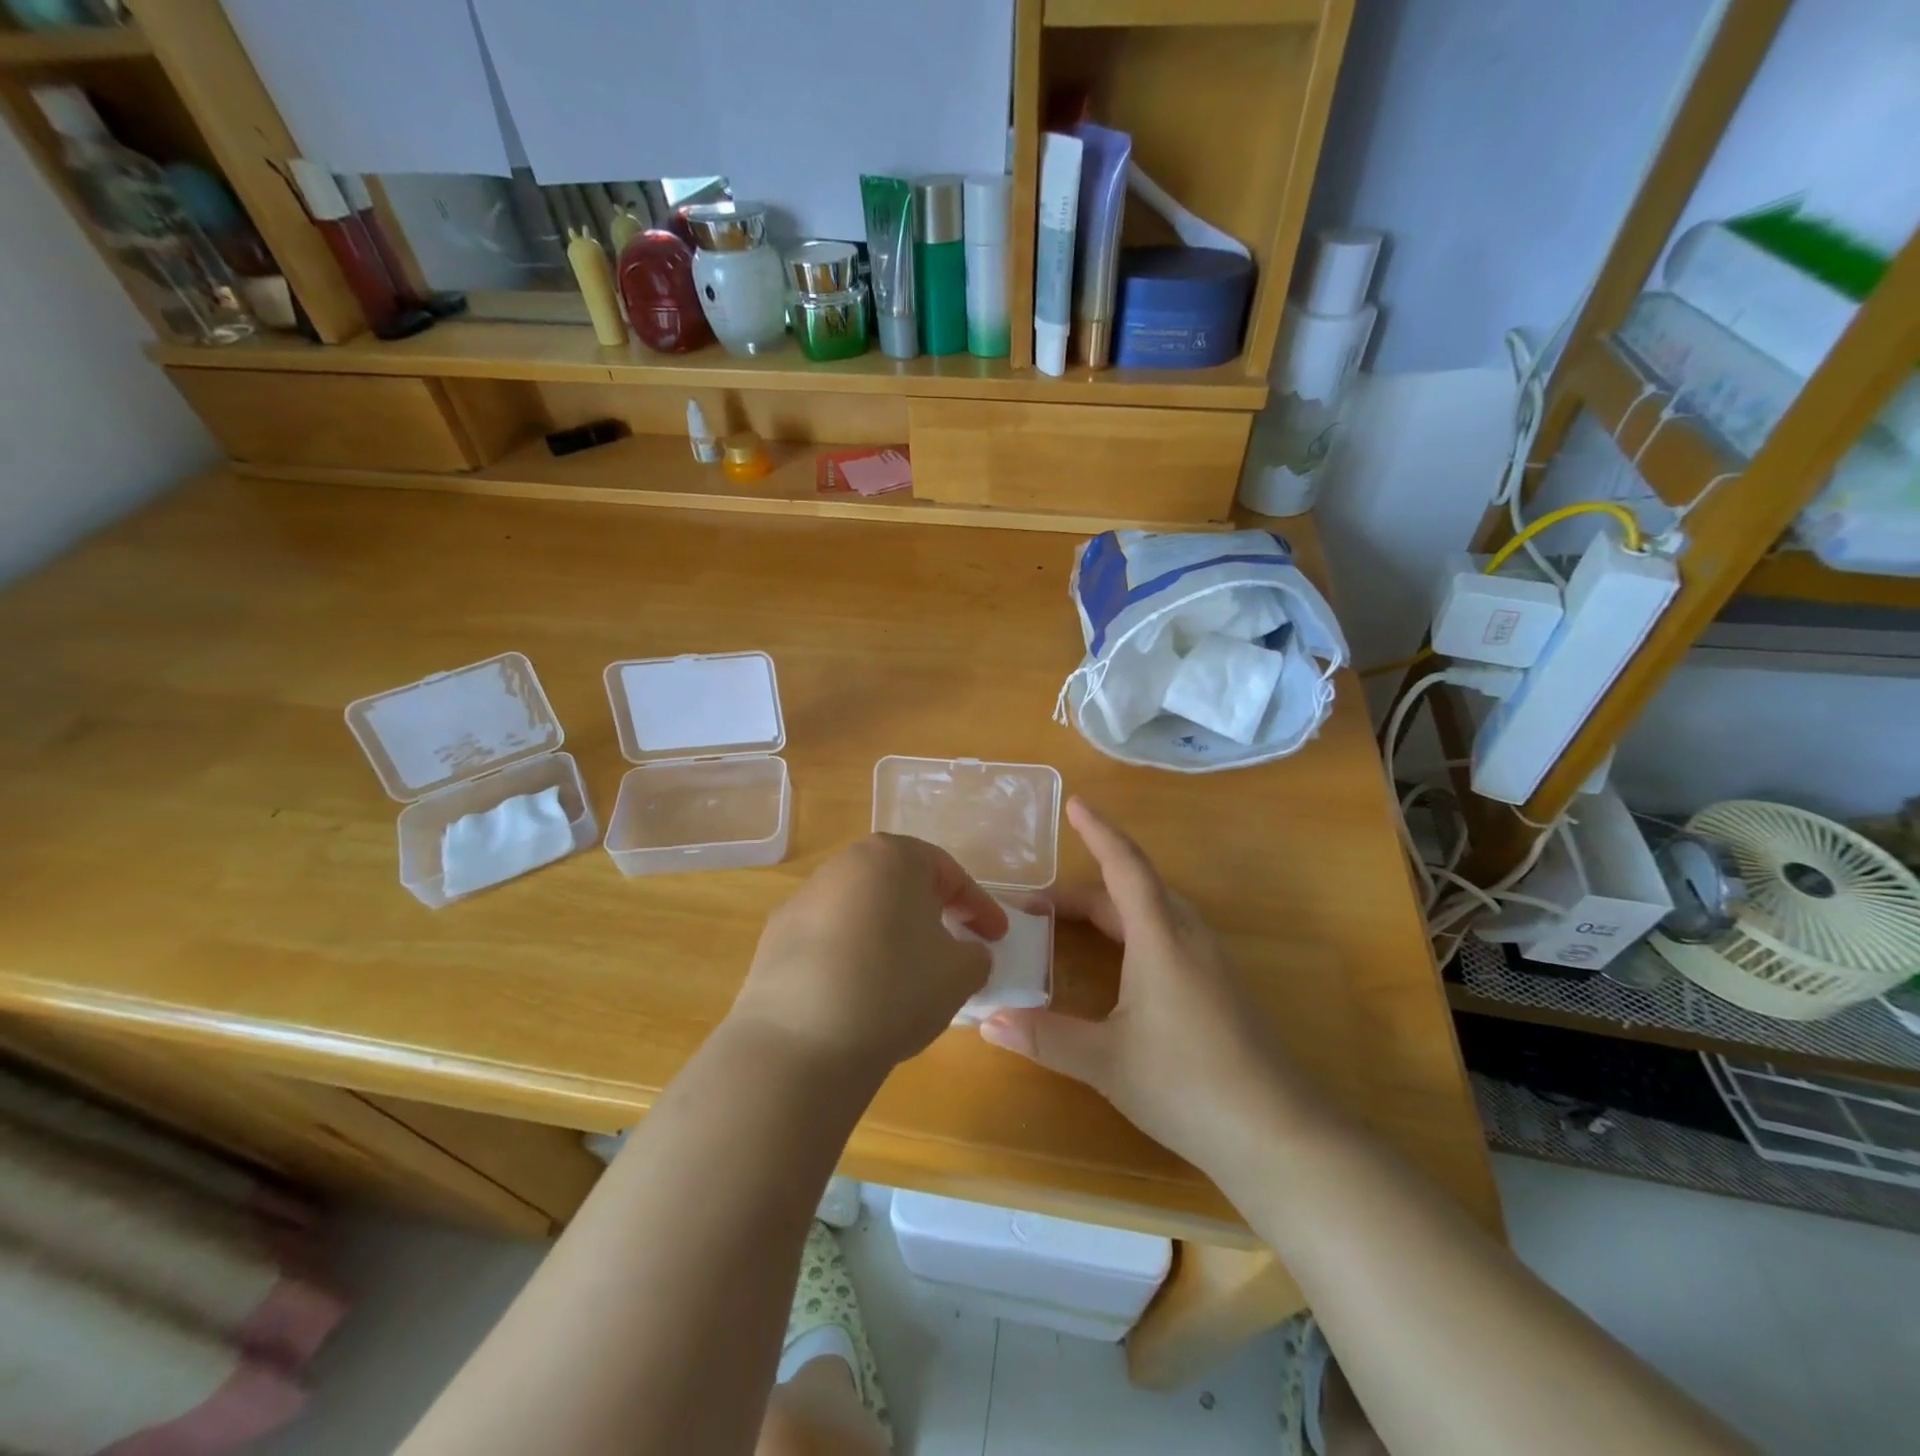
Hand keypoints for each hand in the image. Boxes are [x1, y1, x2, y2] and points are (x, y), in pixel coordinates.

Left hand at [729, 834, 1006, 1075]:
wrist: (800, 1041)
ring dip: (890, 932)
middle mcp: (845, 864)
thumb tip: (967, 955)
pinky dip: (852, 954)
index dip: (980, 907)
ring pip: (863, 908)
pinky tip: (858, 992)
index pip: (949, 873)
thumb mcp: (961, 973)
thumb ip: (977, 955)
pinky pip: (830, 937)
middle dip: (932, 911)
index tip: (998, 938)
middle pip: (901, 883)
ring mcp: (804, 897)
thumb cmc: (895, 988)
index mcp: (893, 856)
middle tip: (953, 945)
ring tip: (905, 973)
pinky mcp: (775, 935)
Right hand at [979, 798, 1290, 1172]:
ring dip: (1110, 907)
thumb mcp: (1106, 1062)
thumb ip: (1045, 1038)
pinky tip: (1120, 962)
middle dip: (1084, 888)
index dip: (1098, 832)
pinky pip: (1167, 933)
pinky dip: (1132, 928)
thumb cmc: (1188, 1084)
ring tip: (1070, 926)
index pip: (1124, 867)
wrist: (1278, 1135)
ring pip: (1153, 911)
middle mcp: (1186, 936)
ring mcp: (1208, 961)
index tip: (1075, 803)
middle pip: (1133, 889)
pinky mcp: (1218, 986)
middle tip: (1037, 907)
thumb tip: (987, 1020)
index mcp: (1159, 938)